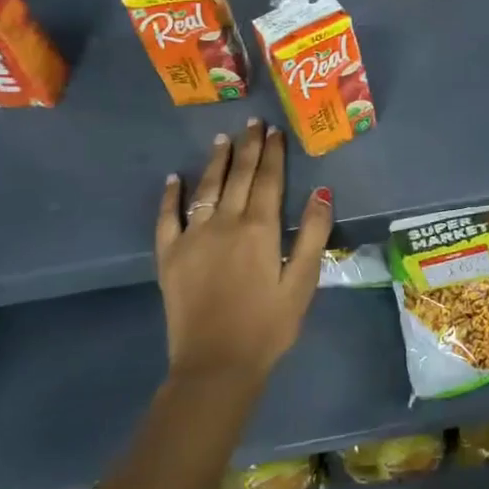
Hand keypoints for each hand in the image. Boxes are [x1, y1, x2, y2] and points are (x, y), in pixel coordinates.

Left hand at [155, 119, 332, 390]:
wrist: (215, 366)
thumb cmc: (268, 325)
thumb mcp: (302, 282)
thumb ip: (313, 234)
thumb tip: (322, 191)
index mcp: (259, 228)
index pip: (268, 180)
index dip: (273, 153)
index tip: (275, 131)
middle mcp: (225, 223)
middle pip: (238, 176)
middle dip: (248, 147)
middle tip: (253, 122)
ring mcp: (192, 238)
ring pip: (206, 189)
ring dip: (216, 161)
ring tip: (222, 138)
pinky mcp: (169, 257)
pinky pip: (167, 218)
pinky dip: (170, 196)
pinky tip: (175, 179)